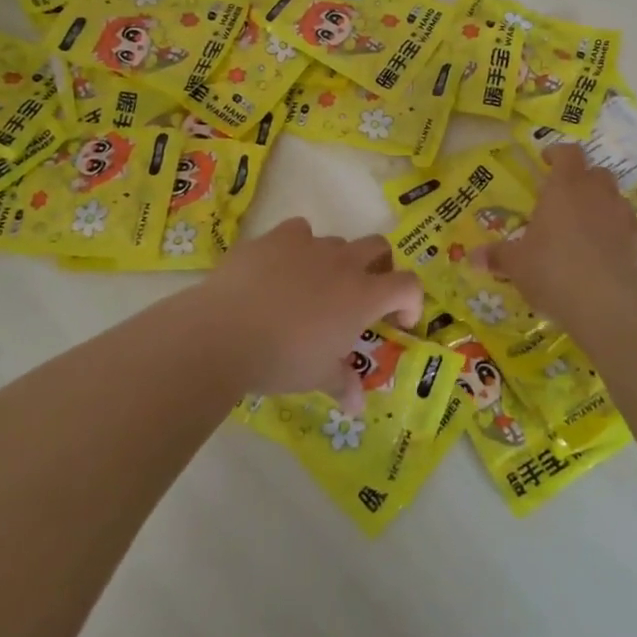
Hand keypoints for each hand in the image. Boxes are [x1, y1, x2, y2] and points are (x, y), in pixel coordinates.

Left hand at [196, 217, 422, 412]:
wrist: (225, 331)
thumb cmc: (282, 359)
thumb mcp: (317, 377)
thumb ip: (342, 384)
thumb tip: (358, 406)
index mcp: (362, 296)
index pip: (407, 285)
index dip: (411, 301)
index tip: (398, 321)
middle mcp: (342, 263)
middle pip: (378, 247)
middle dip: (379, 268)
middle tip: (364, 295)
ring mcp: (309, 244)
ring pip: (337, 242)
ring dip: (336, 261)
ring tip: (314, 288)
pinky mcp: (276, 236)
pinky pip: (299, 231)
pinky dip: (299, 247)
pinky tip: (282, 268)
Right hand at [483, 144, 636, 325]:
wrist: (609, 304)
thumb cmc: (553, 271)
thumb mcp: (517, 265)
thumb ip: (497, 256)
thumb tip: (472, 257)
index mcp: (565, 187)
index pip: (567, 153)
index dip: (557, 154)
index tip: (546, 162)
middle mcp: (597, 193)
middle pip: (595, 172)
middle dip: (581, 181)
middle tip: (563, 201)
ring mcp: (624, 216)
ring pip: (614, 199)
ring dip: (600, 207)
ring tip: (583, 232)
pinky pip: (627, 228)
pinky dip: (616, 234)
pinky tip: (604, 257)